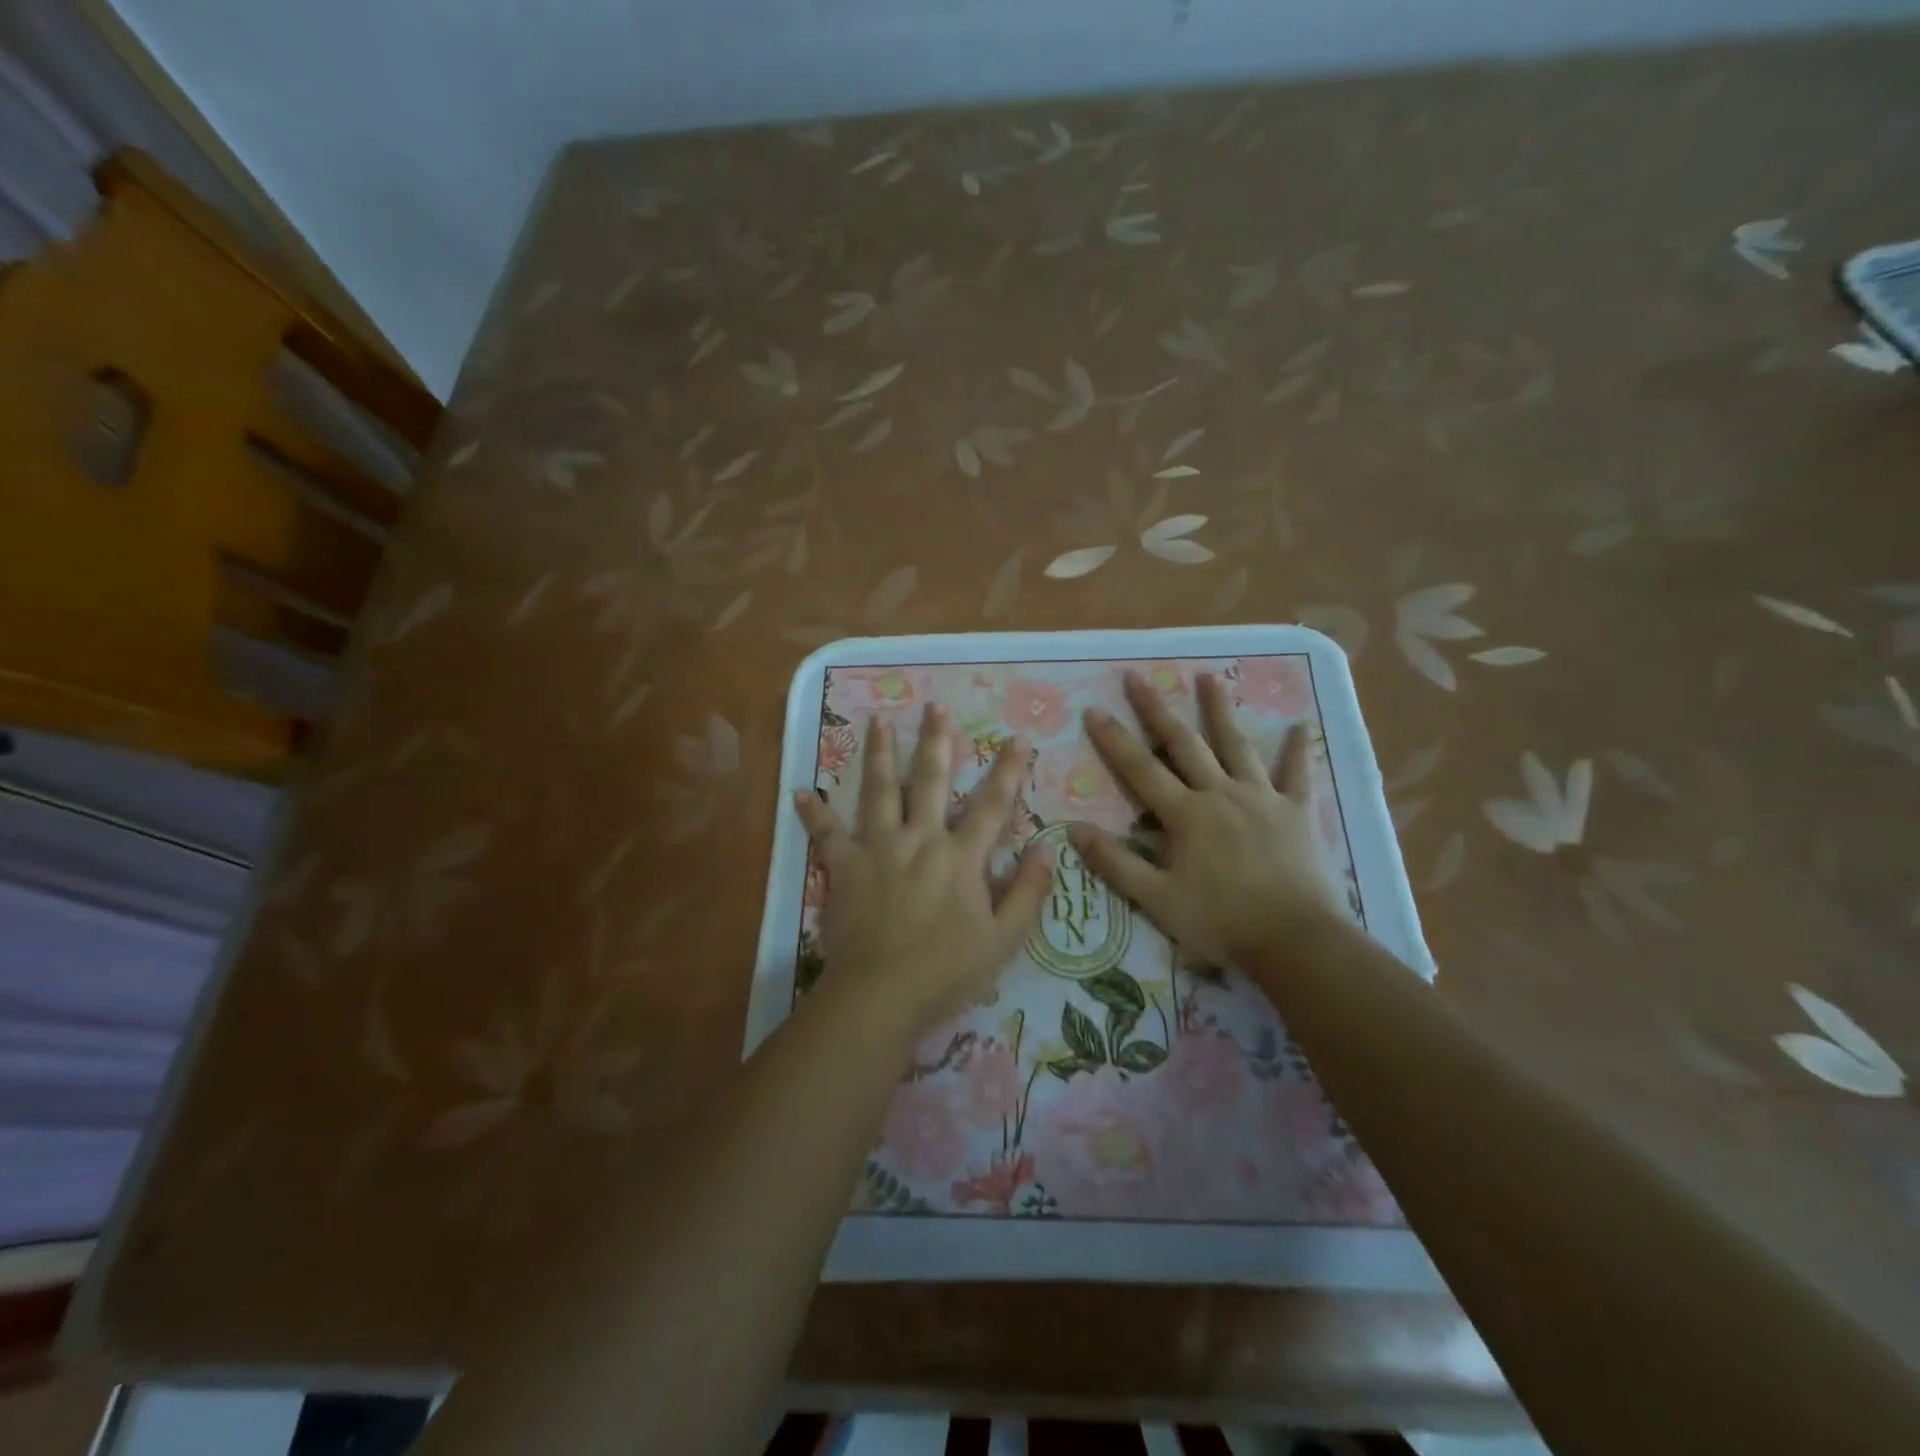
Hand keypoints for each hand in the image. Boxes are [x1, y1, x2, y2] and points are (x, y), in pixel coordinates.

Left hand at [794, 704, 1051, 1039]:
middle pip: (930, 781)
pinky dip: (813, 814)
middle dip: (935, 742)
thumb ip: (1027, 894)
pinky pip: (825, 835)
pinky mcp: (844, 868)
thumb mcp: (1003, 940)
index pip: (992, 806)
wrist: (882, 994)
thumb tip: (1048, 851)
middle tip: (934, 706)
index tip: (1017, 738)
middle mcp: (920, 840)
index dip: (1008, 771)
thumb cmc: (947, 971)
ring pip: (880, 791)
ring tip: (877, 721)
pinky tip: (800, 791)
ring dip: (880, 754)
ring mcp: (878, 849)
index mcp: (960, 857)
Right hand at [1069, 671, 1341, 966]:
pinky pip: (1297, 775)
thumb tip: (1074, 829)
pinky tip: (1300, 726)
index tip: (1094, 710)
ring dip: (1219, 710)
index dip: (1114, 740)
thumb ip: (1116, 863)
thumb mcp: (1157, 900)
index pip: (1140, 769)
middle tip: (1138, 676)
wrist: (1296, 941)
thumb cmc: (1221, 922)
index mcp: (1186, 814)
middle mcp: (1220, 794)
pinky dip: (1297, 751)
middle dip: (1157, 709)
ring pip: (1237, 745)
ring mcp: (1262, 798)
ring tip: (1208, 677)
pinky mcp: (1297, 812)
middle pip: (1184, 744)